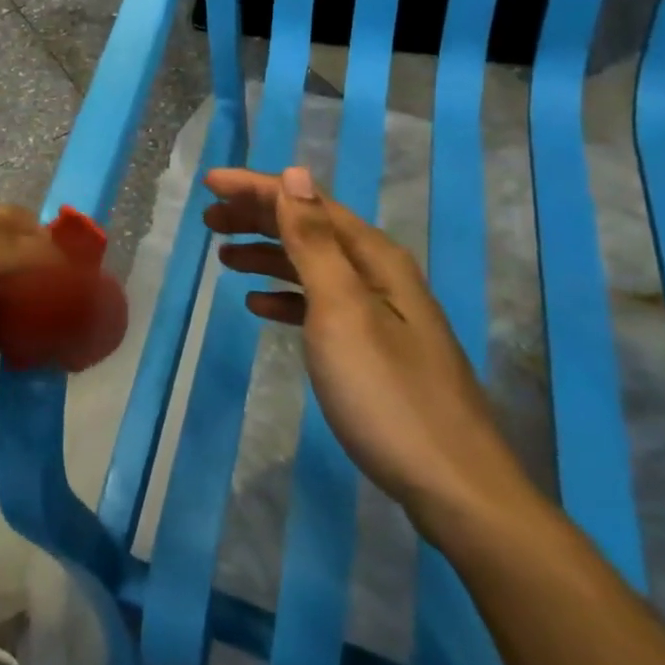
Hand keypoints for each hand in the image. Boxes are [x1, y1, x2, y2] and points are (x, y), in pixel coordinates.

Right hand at [204, 165, 536, 535]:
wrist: (455, 490)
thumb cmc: (387, 392)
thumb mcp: (342, 310)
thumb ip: (314, 242)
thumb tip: (295, 174)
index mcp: (373, 259)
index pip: (307, 203)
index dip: (257, 188)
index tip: (210, 182)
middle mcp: (378, 276)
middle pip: (310, 229)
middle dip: (258, 216)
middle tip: (209, 218)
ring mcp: (379, 315)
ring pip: (312, 266)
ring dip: (267, 253)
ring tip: (224, 256)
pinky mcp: (373, 350)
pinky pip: (319, 304)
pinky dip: (286, 296)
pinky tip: (259, 304)